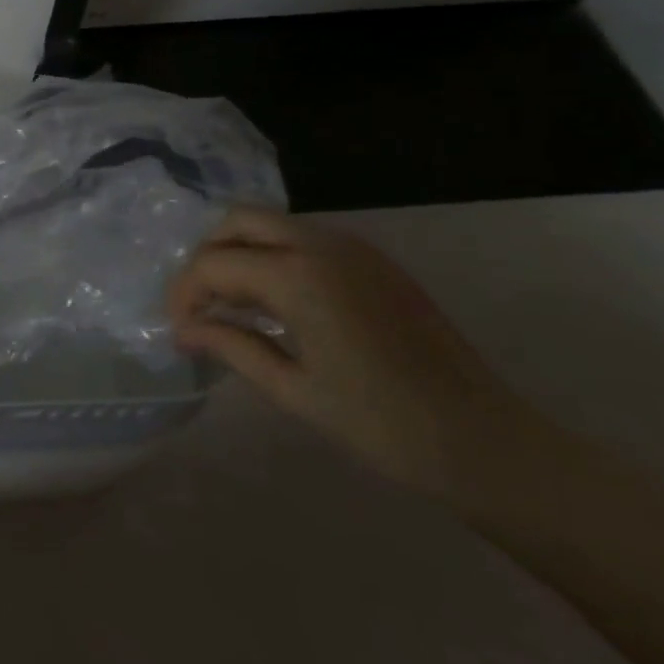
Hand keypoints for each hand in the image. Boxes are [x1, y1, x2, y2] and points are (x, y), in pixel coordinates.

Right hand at [165, 205, 538, 497]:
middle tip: (202, 305)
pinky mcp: (373, 260)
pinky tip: (276, 304)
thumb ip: (231, 347)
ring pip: (271, 224)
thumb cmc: (382, 425)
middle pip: (237, 221)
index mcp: (297, 275)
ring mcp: (352, 247)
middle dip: (207, 256)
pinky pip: (304, 239)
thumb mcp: (293, 390)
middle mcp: (321, 244)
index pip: (214, 263)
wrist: (485, 441)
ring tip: (233, 305)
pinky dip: (274, 257)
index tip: (178, 330)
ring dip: (240, 253)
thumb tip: (184, 331)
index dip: (184, 293)